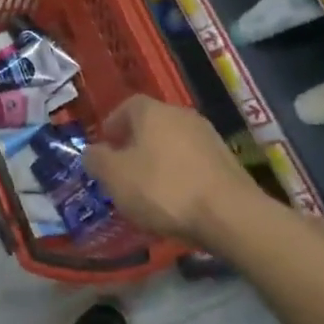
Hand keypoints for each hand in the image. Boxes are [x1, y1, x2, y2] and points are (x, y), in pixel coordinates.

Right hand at [82, 96, 271, 252]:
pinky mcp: (229, 162)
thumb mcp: (115, 177)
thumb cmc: (163, 189)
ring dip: (160, 160)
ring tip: (151, 189)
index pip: (126, 106)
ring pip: (174, 143)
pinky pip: (194, 163)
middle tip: (124, 169)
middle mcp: (181, 114)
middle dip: (136, 144)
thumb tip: (92, 152)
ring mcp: (209, 137)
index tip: (105, 147)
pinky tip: (178, 200)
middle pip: (151, 124)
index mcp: (151, 111)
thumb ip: (96, 160)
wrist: (231, 216)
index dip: (112, 125)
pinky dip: (182, 175)